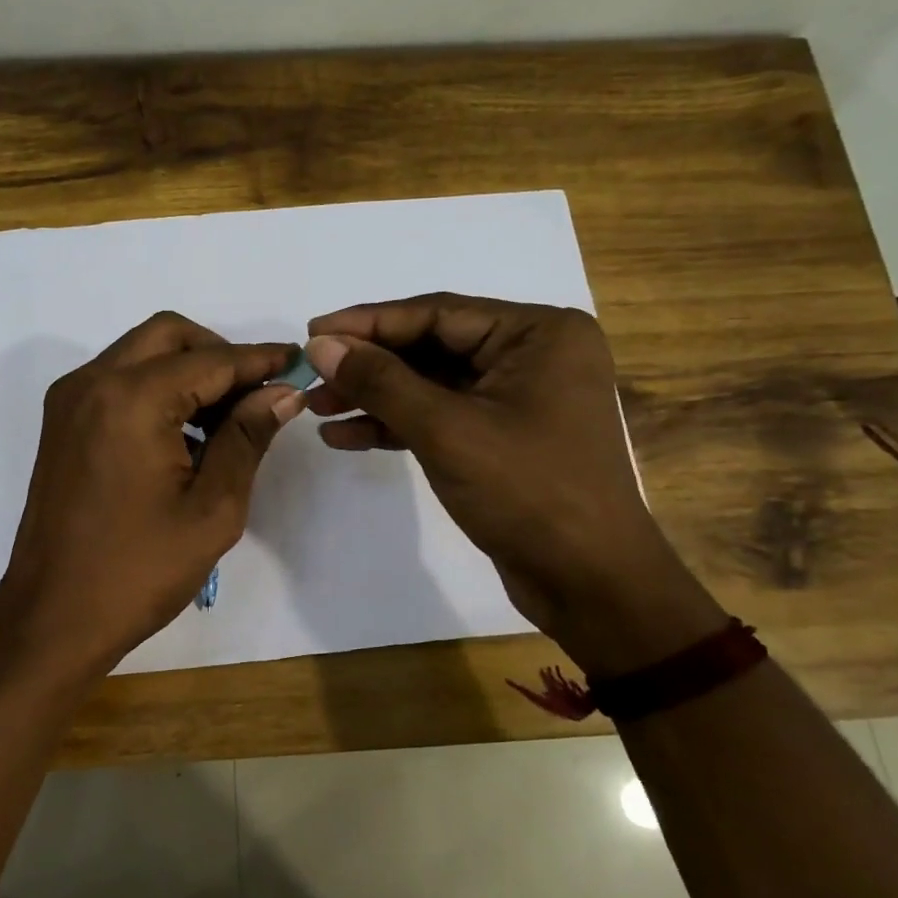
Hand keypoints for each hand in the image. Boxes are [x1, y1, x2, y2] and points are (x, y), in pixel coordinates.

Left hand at [0, 312, 306, 681]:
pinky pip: (117, 380)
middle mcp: (92, 382)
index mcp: (130, 399)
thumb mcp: (212, 508)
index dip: (260, 360)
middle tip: (258, 394)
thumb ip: (247, 438)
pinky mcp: (62, 423)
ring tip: (227, 420)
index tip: (299, 362)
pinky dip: (156, 388)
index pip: (211, 360)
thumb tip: (283, 393)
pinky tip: (185, 433)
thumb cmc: (138, 571)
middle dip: (220, 354)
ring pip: (140, 353)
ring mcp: (70, 401)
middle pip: (169, 336)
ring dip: (187, 370)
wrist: (52, 618)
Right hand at [304, 294, 723, 675]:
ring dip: (374, 397)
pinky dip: (395, 426)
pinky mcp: (500, 437)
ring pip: (430, 384)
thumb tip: (320, 345)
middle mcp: (531, 355)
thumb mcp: (446, 430)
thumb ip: (380, 382)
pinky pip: (439, 417)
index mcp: (537, 333)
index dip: (368, 322)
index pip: (437, 313)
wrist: (588, 584)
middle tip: (309, 375)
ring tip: (317, 408)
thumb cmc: (527, 492)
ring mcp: (517, 398)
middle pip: (430, 347)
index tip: (311, 333)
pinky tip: (345, 436)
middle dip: (368, 365)